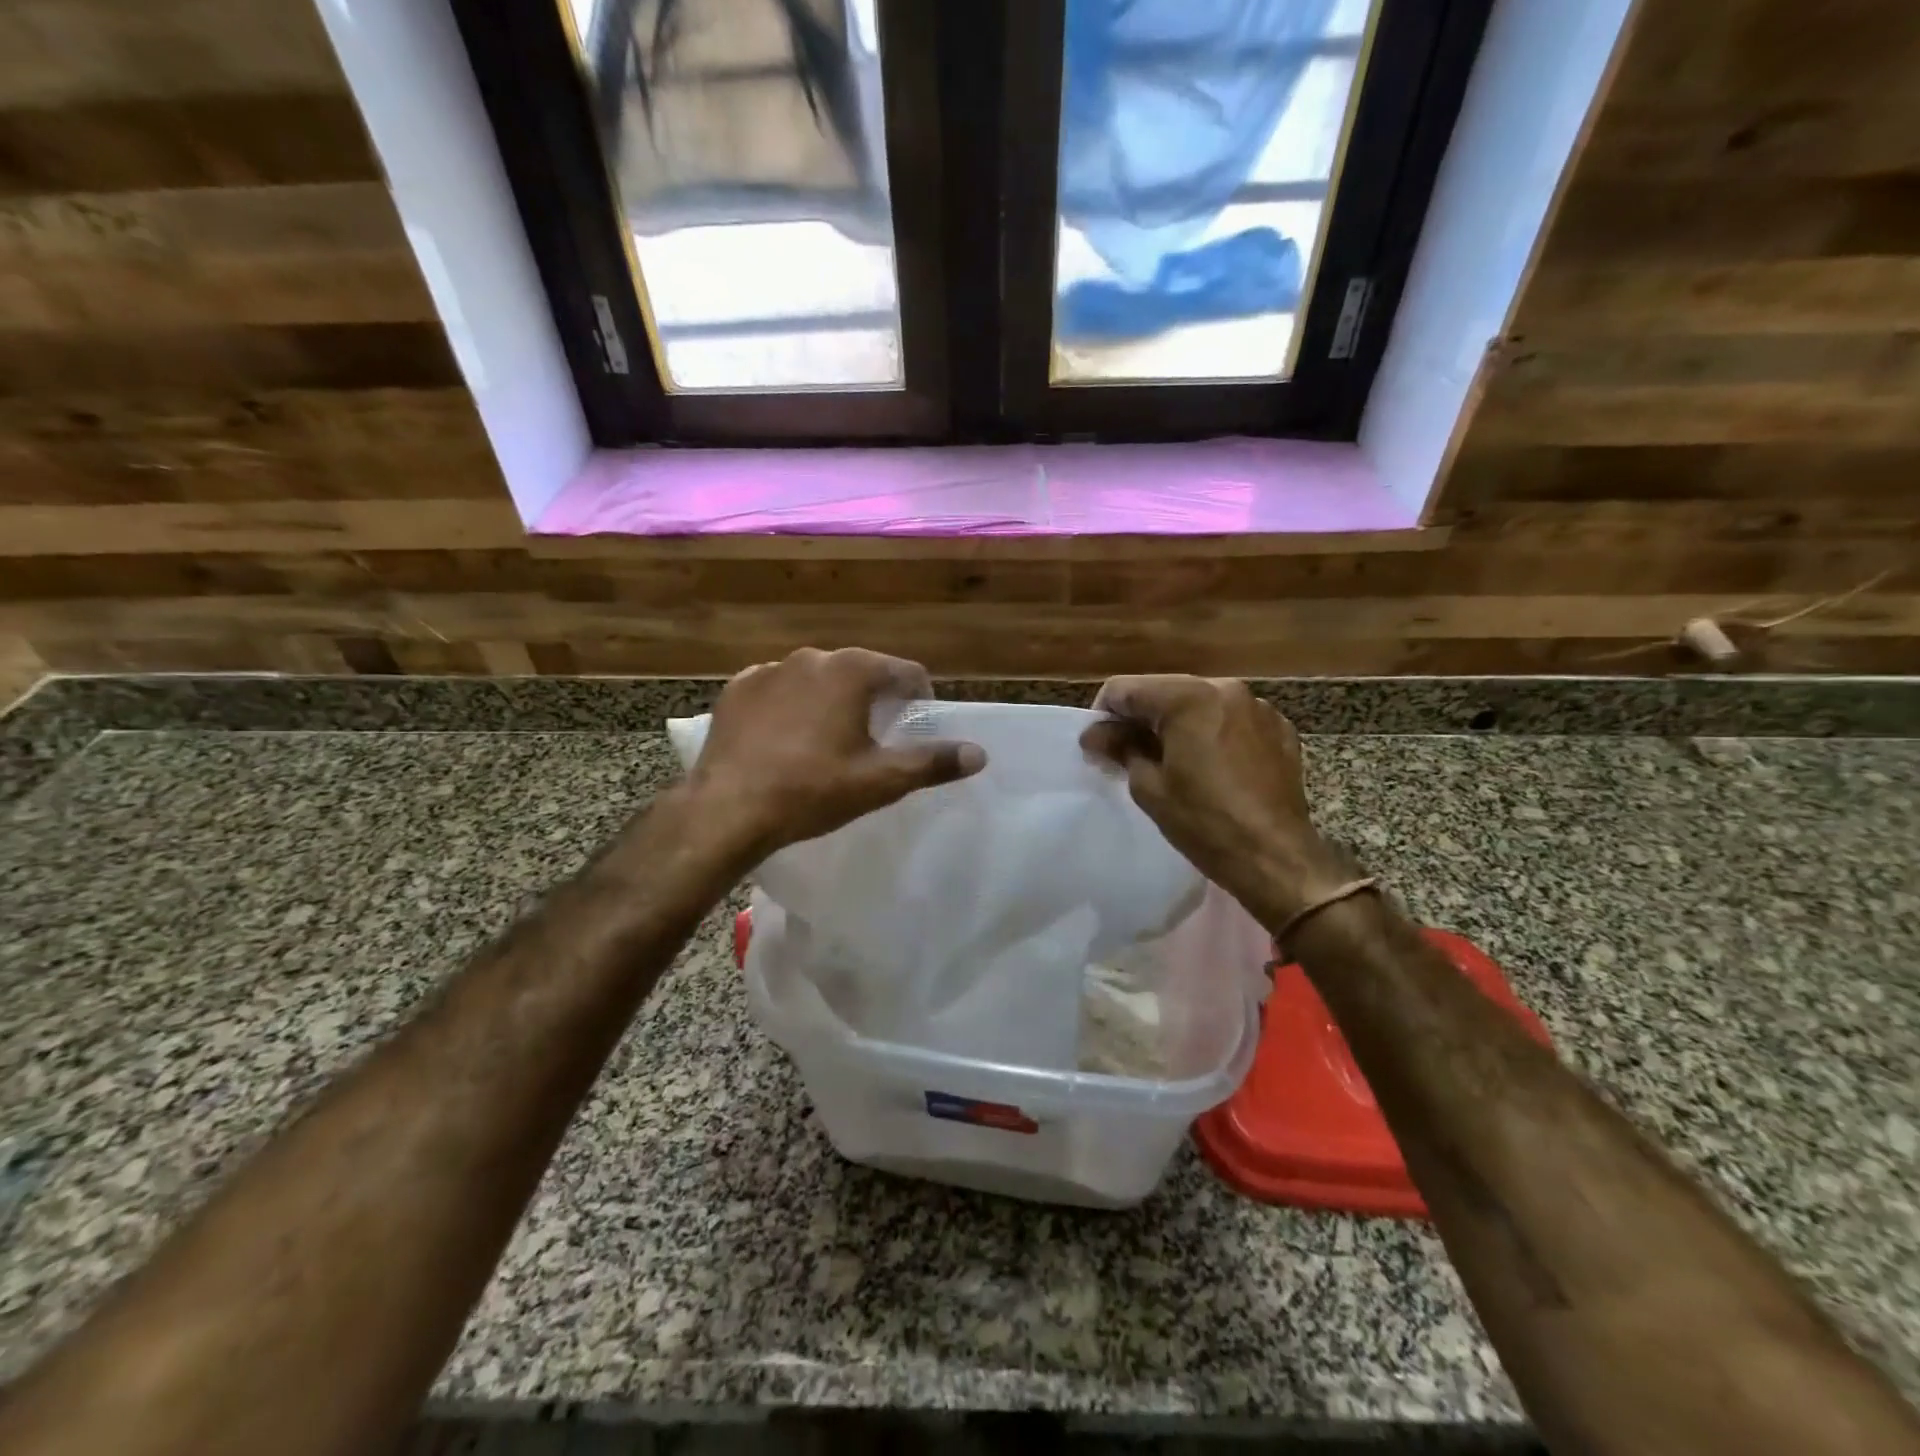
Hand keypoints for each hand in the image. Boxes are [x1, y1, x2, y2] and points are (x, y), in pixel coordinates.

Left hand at [684, 647, 984, 861]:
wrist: (728, 808)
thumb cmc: (812, 790)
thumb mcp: (881, 781)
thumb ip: (933, 762)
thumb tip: (979, 753)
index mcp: (851, 670)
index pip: (904, 672)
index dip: (919, 699)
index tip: (916, 727)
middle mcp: (811, 657)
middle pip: (860, 672)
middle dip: (874, 700)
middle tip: (874, 740)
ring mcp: (769, 670)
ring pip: (817, 680)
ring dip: (831, 701)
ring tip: (828, 742)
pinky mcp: (738, 689)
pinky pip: (778, 691)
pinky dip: (790, 707)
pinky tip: (786, 740)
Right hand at [1080, 676, 1353, 922]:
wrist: (1275, 857)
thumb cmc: (1204, 822)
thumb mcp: (1149, 786)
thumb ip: (1120, 748)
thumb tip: (1095, 734)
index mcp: (1188, 698)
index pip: (1125, 689)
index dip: (1102, 714)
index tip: (1097, 745)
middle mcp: (1225, 689)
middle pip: (1164, 691)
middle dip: (1140, 718)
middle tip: (1125, 753)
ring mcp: (1257, 707)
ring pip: (1199, 703)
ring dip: (1177, 724)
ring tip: (1169, 761)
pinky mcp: (1279, 729)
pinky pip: (1231, 719)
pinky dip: (1212, 733)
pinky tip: (1208, 766)